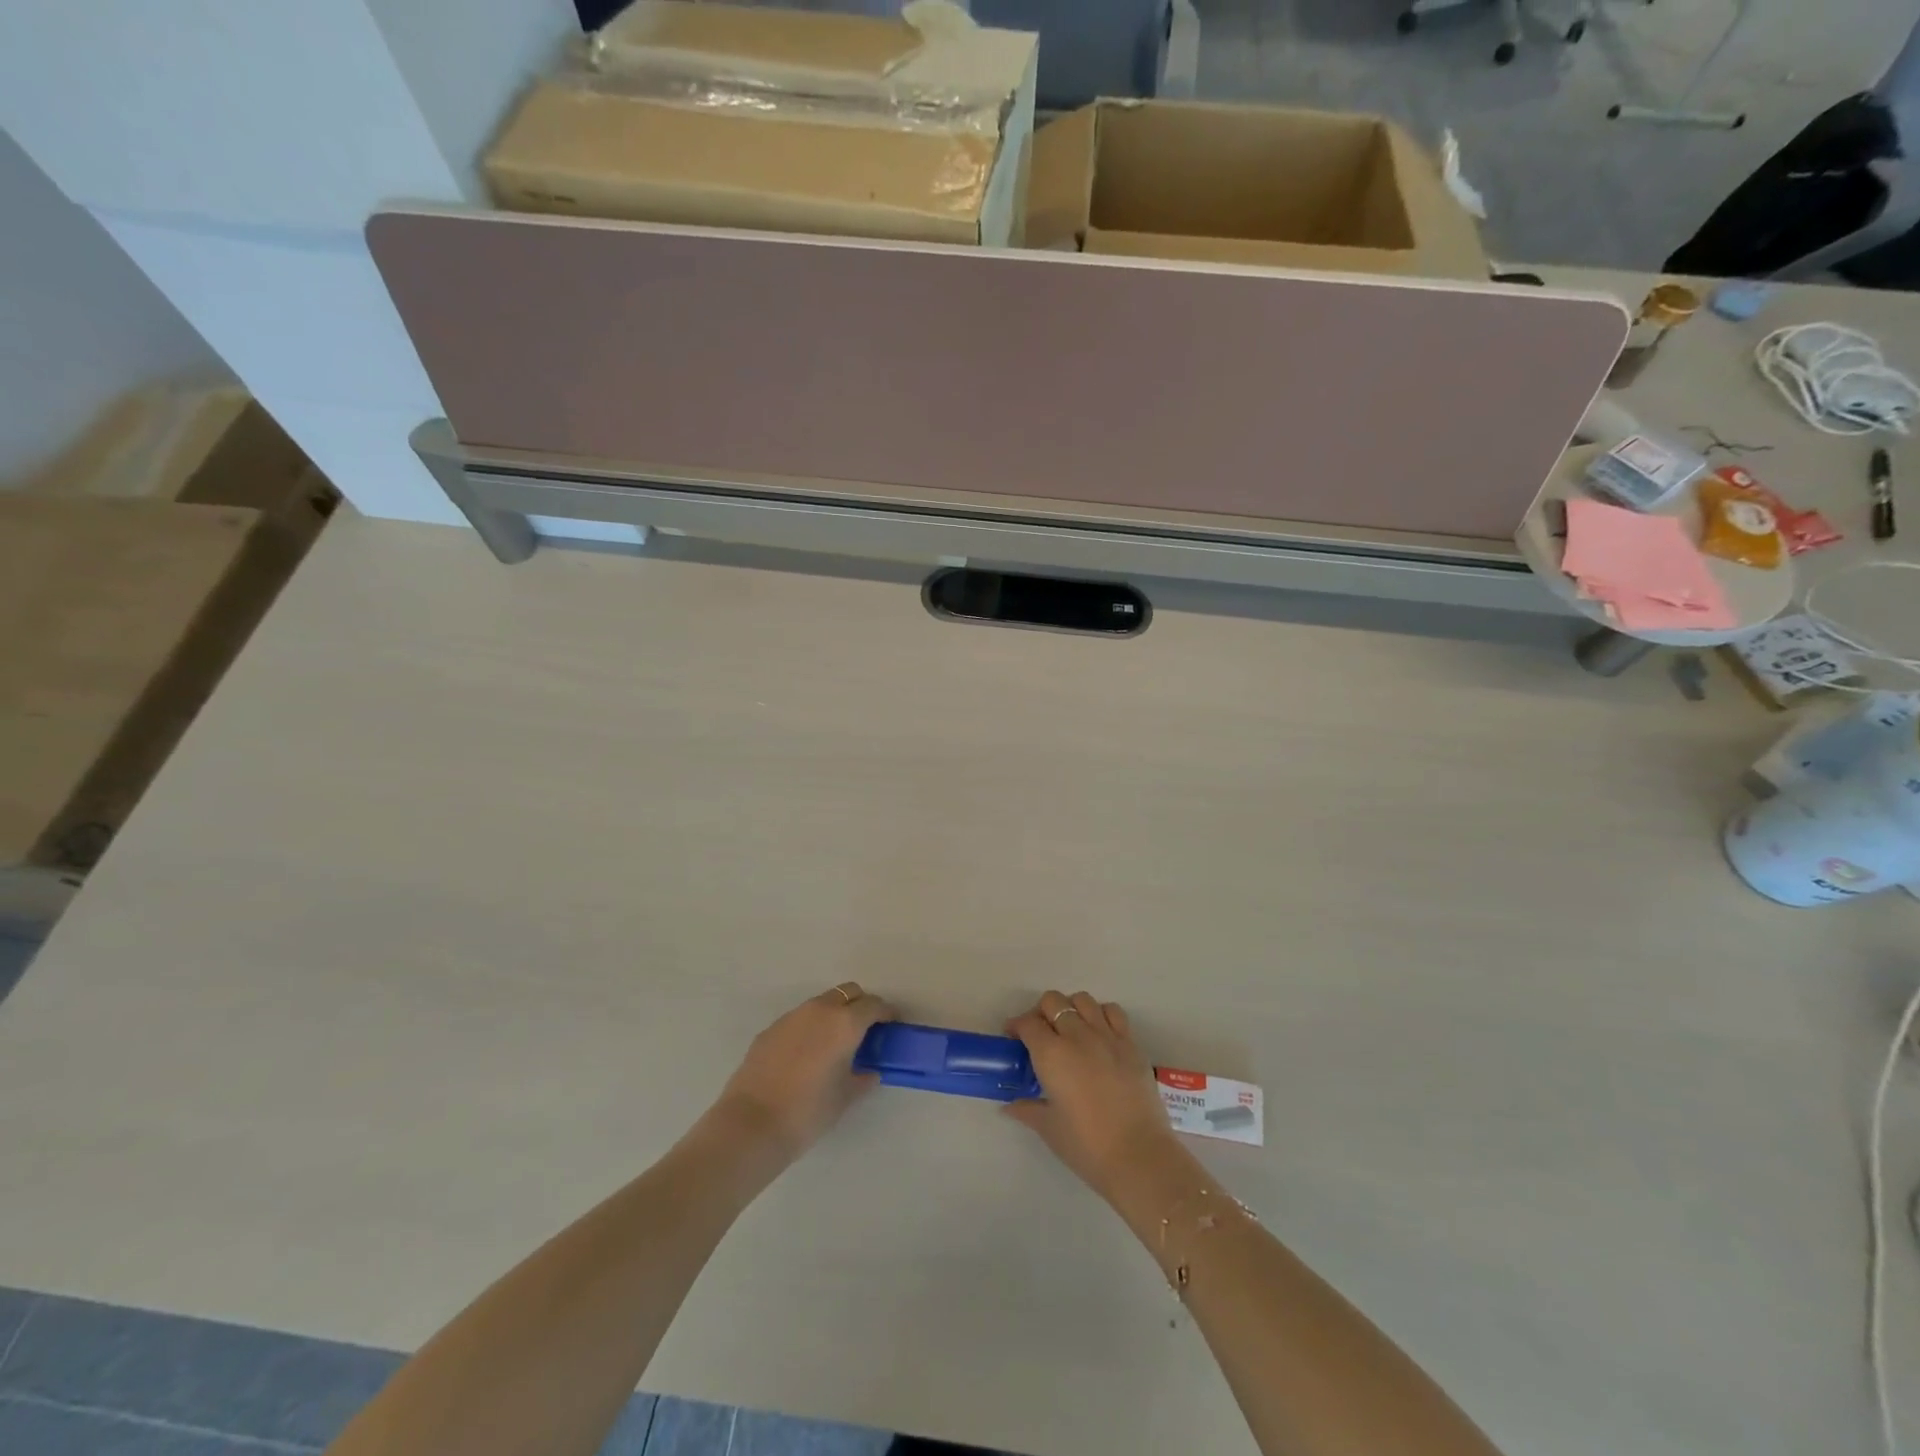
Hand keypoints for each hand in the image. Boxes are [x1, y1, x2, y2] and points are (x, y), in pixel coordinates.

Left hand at [713, 983, 893, 1162]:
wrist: (751, 1124)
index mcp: (845, 1023)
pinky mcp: (770, 1029)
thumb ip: (862, 1078)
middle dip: (860, 1005)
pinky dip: (810, 1027)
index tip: (891, 1026)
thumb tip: (869, 1071)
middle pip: (848, 993)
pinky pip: (799, 1019)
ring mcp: (792, 1017)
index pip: (873, 1006)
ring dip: (834, 1014)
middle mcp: (820, 1010)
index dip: (886, 1013)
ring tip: (833, 1044)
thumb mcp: (845, 1098)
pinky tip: (805, 1055)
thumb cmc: (808, 1112)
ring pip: (822, 1003)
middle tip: (865, 1031)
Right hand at [1004, 991, 1183, 1204]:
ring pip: (1083, 1000)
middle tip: (1041, 1034)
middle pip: (1053, 1002)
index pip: (1028, 1023)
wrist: (1139, 1157)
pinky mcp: (1131, 1044)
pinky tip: (1099, 1034)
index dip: (1017, 1026)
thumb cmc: (1087, 1146)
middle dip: (1041, 1012)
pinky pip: (1113, 1012)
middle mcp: (1077, 1036)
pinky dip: (1101, 1015)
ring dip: (1072, 1009)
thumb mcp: (1049, 1128)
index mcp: (1051, 1054)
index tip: (1014, 1038)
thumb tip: (1010, 1107)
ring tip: (1071, 1030)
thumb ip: (1027, 1110)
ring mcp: (1107, 1036)